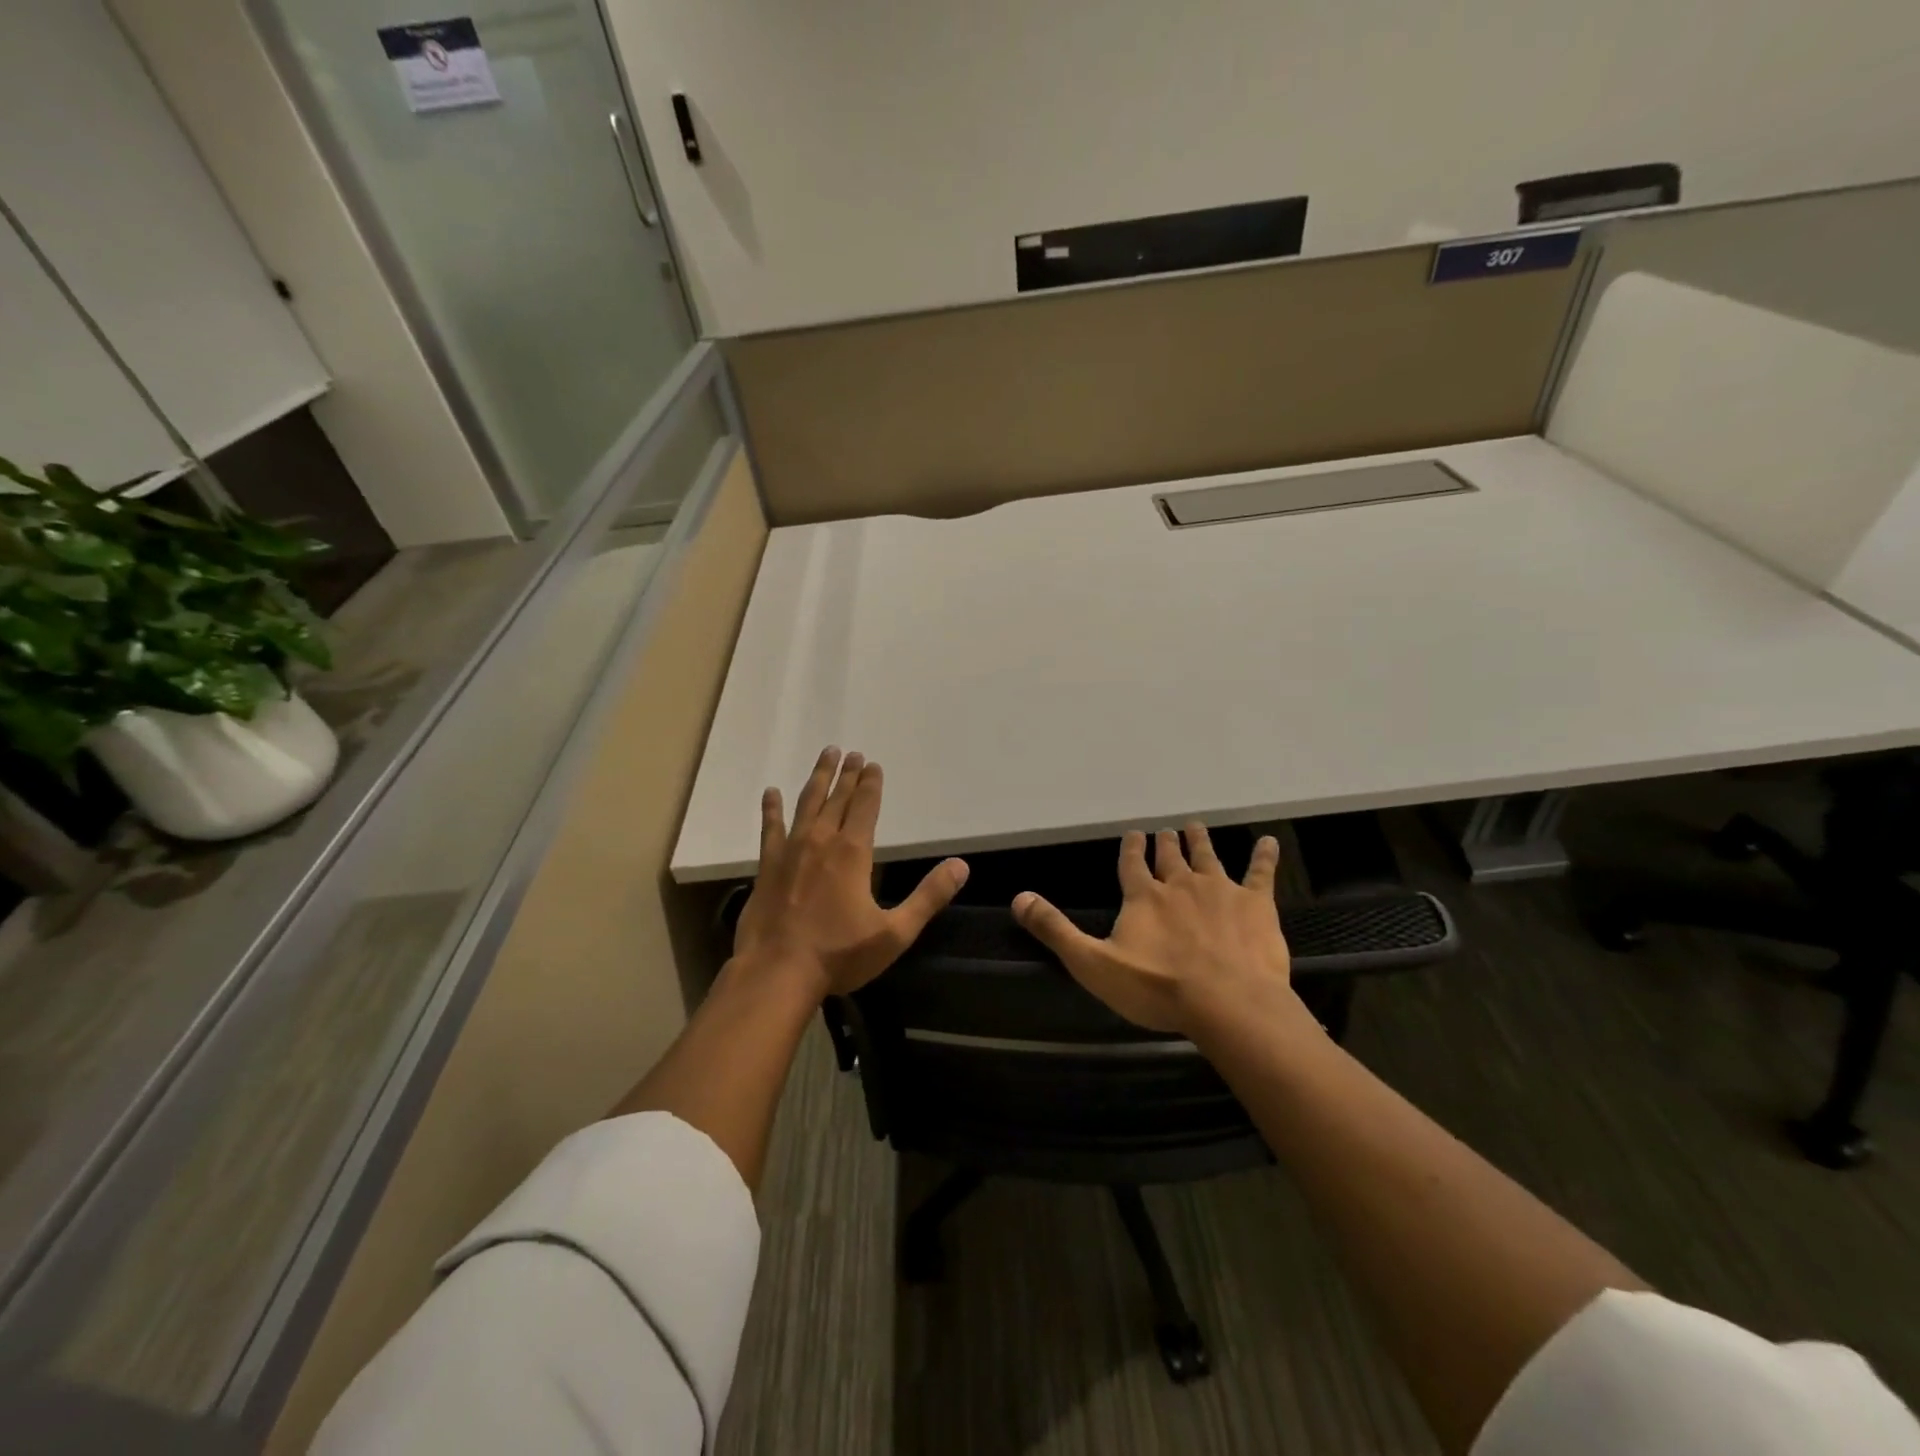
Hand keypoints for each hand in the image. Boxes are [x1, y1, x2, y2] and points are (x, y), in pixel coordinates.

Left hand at [733, 746, 968, 997]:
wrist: (777, 972)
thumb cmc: (839, 954)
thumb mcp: (895, 932)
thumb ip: (928, 897)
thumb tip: (961, 866)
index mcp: (853, 853)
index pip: (866, 808)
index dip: (871, 785)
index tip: (873, 764)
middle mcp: (821, 842)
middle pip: (838, 799)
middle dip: (847, 775)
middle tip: (852, 752)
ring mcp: (790, 851)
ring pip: (807, 804)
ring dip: (817, 779)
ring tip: (825, 756)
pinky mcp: (767, 866)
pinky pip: (770, 829)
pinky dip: (771, 810)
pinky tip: (771, 793)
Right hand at [1012, 824, 1291, 1035]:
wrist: (1227, 1001)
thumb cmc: (1157, 987)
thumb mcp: (1093, 963)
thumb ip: (1056, 930)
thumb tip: (1019, 897)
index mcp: (1143, 897)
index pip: (1132, 864)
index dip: (1131, 848)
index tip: (1133, 833)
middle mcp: (1180, 884)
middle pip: (1170, 857)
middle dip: (1166, 843)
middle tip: (1166, 829)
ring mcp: (1220, 890)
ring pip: (1207, 857)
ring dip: (1200, 841)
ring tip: (1196, 825)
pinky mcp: (1256, 904)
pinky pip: (1261, 873)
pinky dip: (1264, 857)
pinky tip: (1269, 842)